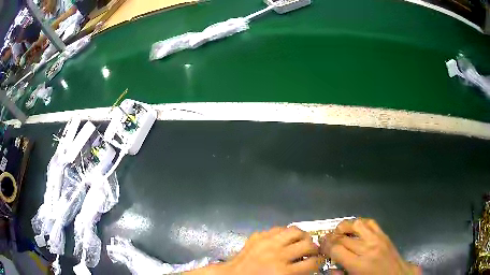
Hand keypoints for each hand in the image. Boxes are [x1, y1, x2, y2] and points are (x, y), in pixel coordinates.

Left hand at [223, 226, 324, 274]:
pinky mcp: (258, 236)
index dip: (320, 261)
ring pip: (294, 231)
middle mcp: (277, 255)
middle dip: (315, 248)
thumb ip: (297, 274)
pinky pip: (277, 228)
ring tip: (303, 241)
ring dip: (303, 236)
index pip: (312, 263)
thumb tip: (311, 265)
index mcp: (283, 272)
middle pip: (307, 245)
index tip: (321, 260)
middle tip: (314, 251)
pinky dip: (285, 233)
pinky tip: (285, 239)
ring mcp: (266, 243)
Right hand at [320, 219, 420, 274]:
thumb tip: (328, 266)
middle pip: (344, 237)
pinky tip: (355, 229)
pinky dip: (360, 223)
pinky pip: (370, 222)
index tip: (321, 246)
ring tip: (339, 231)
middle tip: (325, 239)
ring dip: (344, 226)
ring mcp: (377, 239)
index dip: (326, 246)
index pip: (337, 249)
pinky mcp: (384, 234)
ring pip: (356, 224)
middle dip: (331, 237)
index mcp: (359, 264)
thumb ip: (339, 274)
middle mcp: (367, 248)